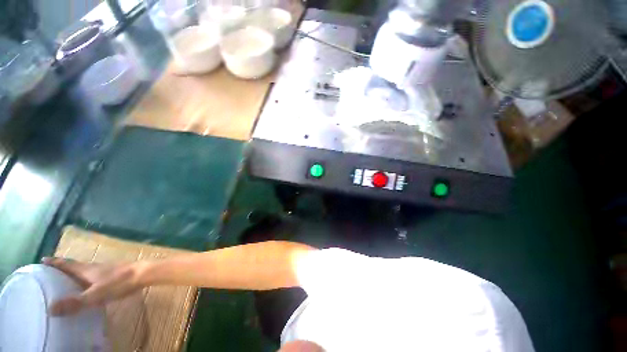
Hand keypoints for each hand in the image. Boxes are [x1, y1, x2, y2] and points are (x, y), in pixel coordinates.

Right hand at [42, 257, 145, 315]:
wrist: (144, 274)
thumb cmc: (119, 282)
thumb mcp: (95, 294)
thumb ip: (75, 302)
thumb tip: (50, 309)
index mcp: (86, 269)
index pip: (66, 264)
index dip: (54, 262)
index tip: (42, 259)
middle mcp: (93, 268)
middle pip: (74, 266)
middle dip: (61, 269)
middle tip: (48, 274)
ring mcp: (104, 270)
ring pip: (84, 271)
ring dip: (73, 274)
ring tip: (64, 282)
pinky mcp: (113, 275)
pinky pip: (93, 277)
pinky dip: (85, 280)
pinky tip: (87, 287)